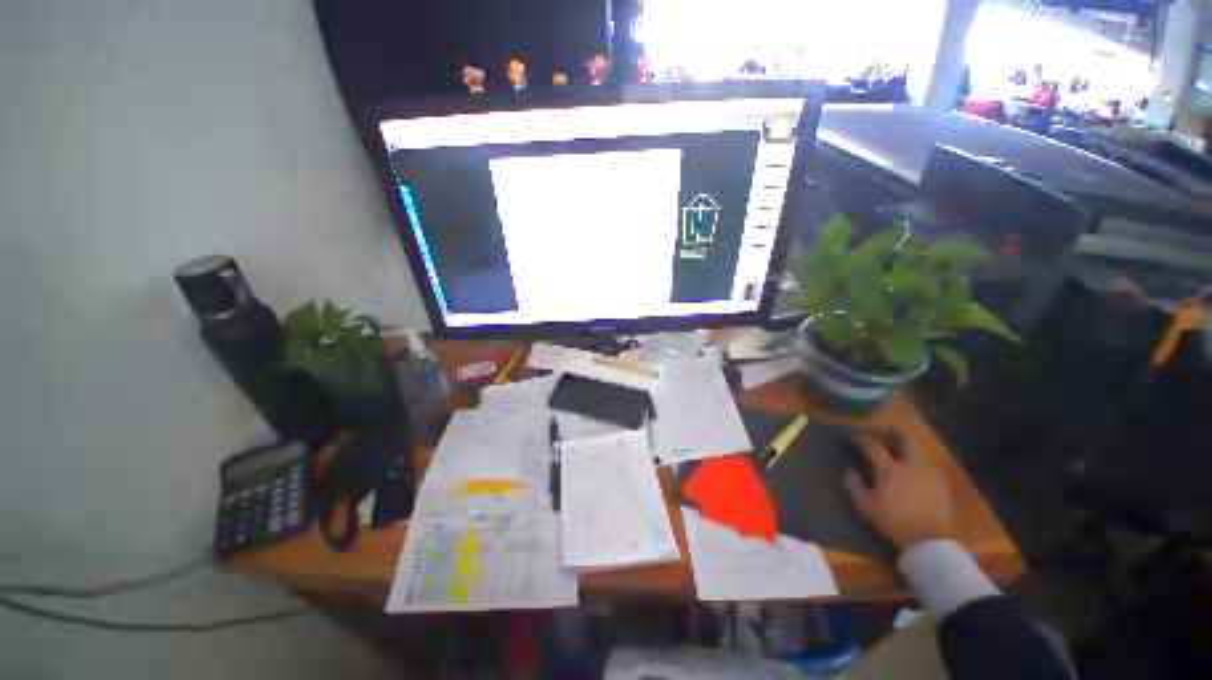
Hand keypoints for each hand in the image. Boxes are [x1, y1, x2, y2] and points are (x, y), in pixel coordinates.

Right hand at [844, 434, 951, 550]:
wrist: (927, 540)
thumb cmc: (892, 520)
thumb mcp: (865, 504)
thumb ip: (854, 484)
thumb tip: (849, 469)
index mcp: (890, 468)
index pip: (873, 445)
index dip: (861, 438)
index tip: (853, 436)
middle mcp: (911, 464)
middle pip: (905, 439)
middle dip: (893, 433)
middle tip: (884, 432)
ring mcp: (929, 472)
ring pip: (919, 450)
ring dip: (907, 446)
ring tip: (899, 450)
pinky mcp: (941, 482)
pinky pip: (928, 463)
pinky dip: (918, 460)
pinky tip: (913, 468)